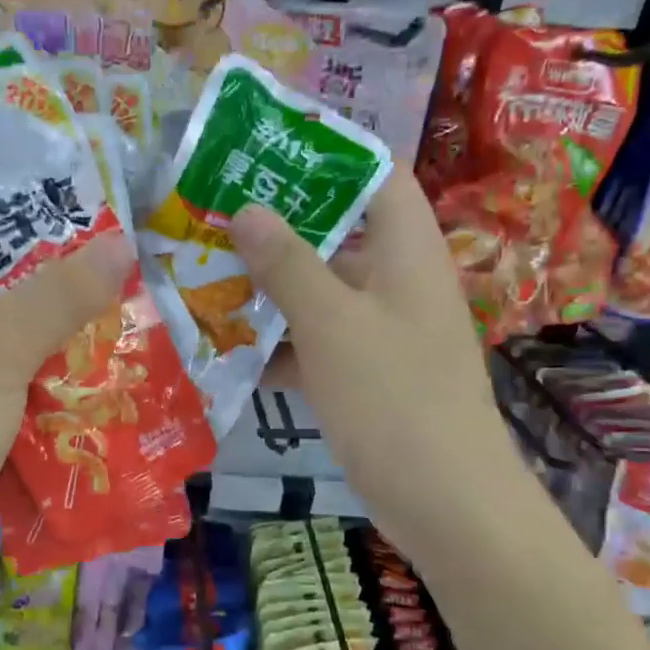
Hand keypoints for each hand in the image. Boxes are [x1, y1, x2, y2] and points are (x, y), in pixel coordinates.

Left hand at [0, 222, 132, 580]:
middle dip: (56, 264)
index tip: (60, 179)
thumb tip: (122, 244)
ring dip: (69, 323)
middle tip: (118, 238)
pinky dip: (66, 372)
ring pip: (22, 332)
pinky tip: (115, 360)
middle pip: (0, 278)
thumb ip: (56, 296)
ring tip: (132, 291)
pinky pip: (33, 379)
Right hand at [230, 167, 521, 569]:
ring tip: (205, 276)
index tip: (265, 147)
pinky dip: (280, 346)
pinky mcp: (369, 377)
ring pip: (322, 293)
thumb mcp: (332, 323)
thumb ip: (288, 264)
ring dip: (270, 290)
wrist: (445, 502)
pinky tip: (227, 350)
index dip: (328, 153)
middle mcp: (399, 282)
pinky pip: (319, 345)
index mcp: (407, 250)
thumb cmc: (393, 397)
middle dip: (278, 226)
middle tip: (213, 215)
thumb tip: (247, 209)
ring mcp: (384, 332)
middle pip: (340, 233)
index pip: (377, 174)